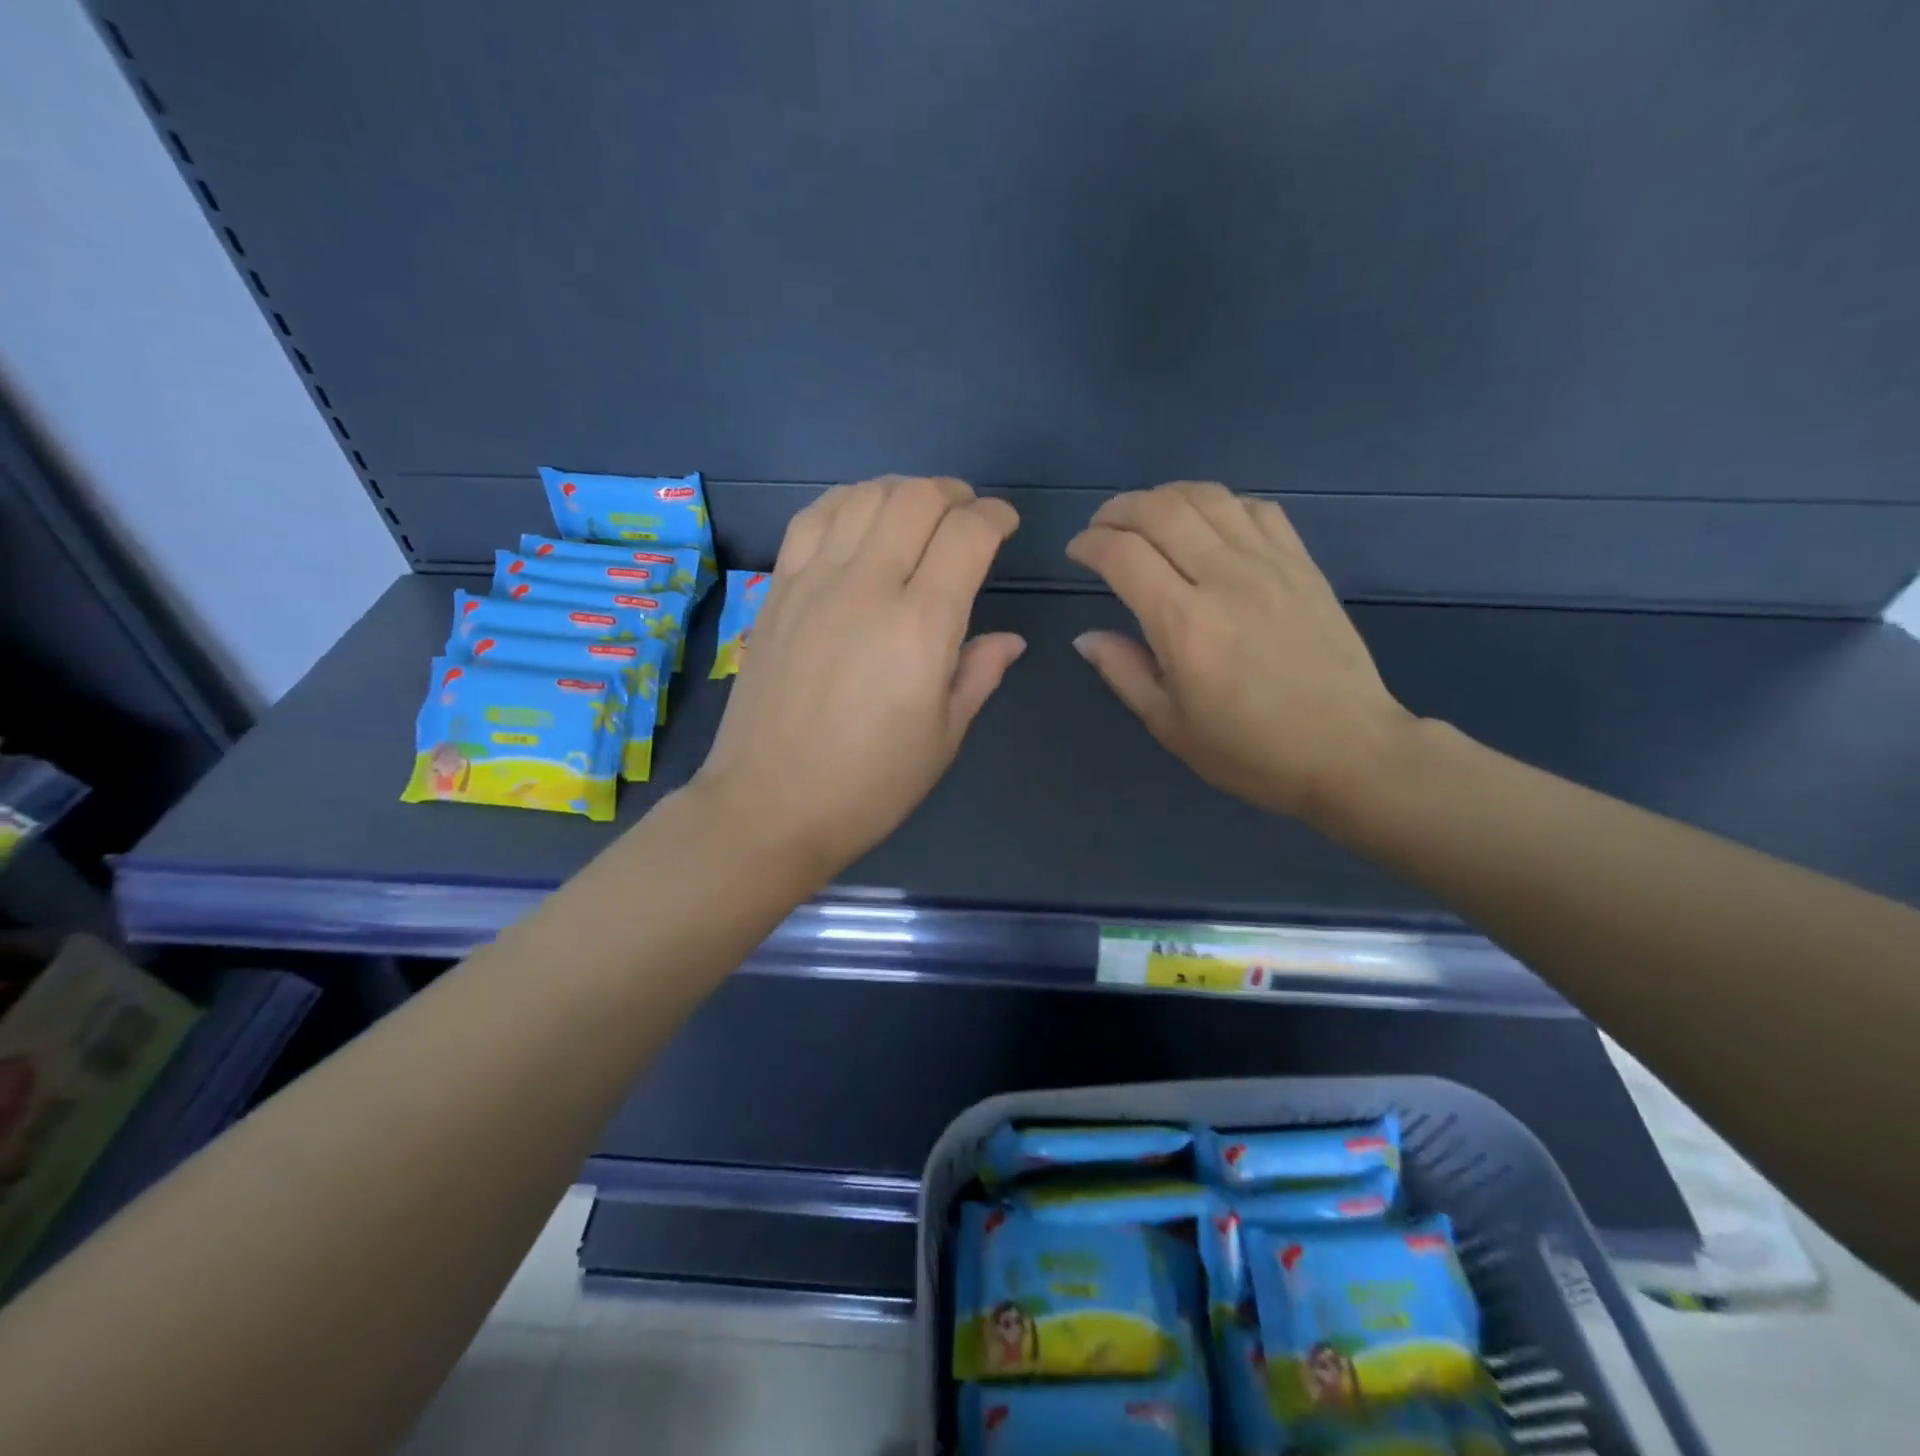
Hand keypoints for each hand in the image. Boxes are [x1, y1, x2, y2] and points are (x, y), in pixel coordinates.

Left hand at [693, 476, 1024, 876]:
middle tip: (968, 514)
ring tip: (917, 511)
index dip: (995, 517)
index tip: (1005, 526)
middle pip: (916, 499)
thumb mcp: (943, 738)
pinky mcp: (778, 590)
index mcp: (921, 626)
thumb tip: (1009, 639)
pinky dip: (846, 502)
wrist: (769, 806)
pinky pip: (811, 518)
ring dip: (902, 490)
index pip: (967, 535)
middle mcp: (868, 586)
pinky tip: (857, 517)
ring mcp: (815, 582)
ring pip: (863, 496)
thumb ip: (978, 674)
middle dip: (954, 493)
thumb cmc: (869, 785)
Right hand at [1066, 482, 1413, 823]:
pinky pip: (1256, 508)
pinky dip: (1220, 504)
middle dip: (1118, 510)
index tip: (1076, 554)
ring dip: (1165, 497)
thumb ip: (1123, 672)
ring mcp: (1270, 564)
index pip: (1122, 554)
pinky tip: (1208, 525)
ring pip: (1207, 497)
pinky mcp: (1302, 563)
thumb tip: (1086, 637)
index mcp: (1183, 623)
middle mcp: (1224, 578)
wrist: (1348, 750)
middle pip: (1160, 510)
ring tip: (1147, 517)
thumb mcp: (1170, 725)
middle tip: (1102, 529)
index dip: (1089, 543)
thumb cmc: (1250, 750)